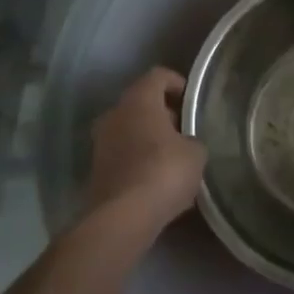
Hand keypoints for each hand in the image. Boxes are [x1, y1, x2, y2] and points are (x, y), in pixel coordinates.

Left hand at [84, 67, 205, 230]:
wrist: (123, 217)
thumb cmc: (164, 171)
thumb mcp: (196, 152)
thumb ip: (192, 140)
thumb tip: (186, 143)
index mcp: (138, 100)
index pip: (158, 76)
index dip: (177, 83)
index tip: (192, 100)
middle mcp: (114, 114)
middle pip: (141, 103)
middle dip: (163, 113)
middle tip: (186, 130)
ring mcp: (101, 142)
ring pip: (130, 129)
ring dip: (150, 137)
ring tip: (174, 156)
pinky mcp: (96, 170)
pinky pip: (123, 154)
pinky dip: (139, 159)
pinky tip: (158, 178)